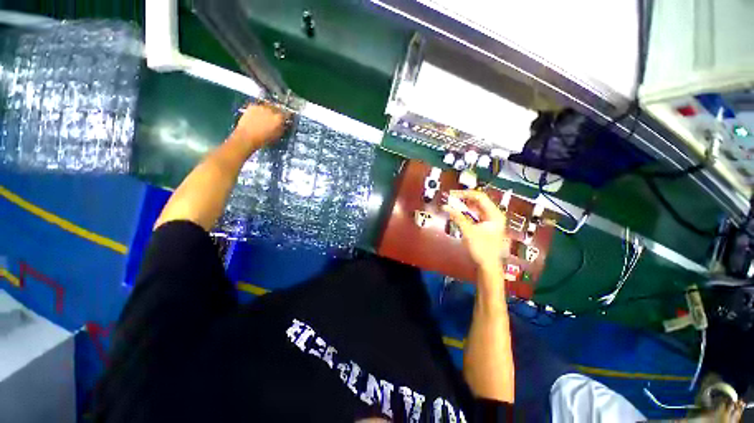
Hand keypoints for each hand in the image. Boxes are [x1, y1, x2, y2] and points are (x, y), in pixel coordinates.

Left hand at [231, 103, 288, 149]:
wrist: (247, 137)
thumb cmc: (263, 139)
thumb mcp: (277, 135)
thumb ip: (282, 128)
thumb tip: (282, 124)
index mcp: (279, 118)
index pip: (287, 114)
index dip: (287, 116)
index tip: (286, 118)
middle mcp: (271, 110)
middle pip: (277, 108)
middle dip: (277, 112)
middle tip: (275, 117)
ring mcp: (261, 107)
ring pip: (268, 106)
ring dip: (268, 110)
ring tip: (266, 117)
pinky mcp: (252, 106)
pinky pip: (259, 106)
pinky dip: (260, 110)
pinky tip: (258, 116)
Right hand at [442, 190, 509, 272]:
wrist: (488, 266)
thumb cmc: (481, 249)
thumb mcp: (468, 231)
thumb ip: (457, 217)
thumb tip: (445, 206)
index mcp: (494, 214)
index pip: (479, 197)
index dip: (465, 194)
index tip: (452, 195)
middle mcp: (493, 215)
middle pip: (478, 201)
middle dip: (463, 199)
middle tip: (450, 199)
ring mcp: (489, 220)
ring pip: (475, 208)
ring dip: (463, 206)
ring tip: (451, 205)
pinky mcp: (484, 226)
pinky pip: (474, 215)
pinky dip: (465, 213)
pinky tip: (457, 213)